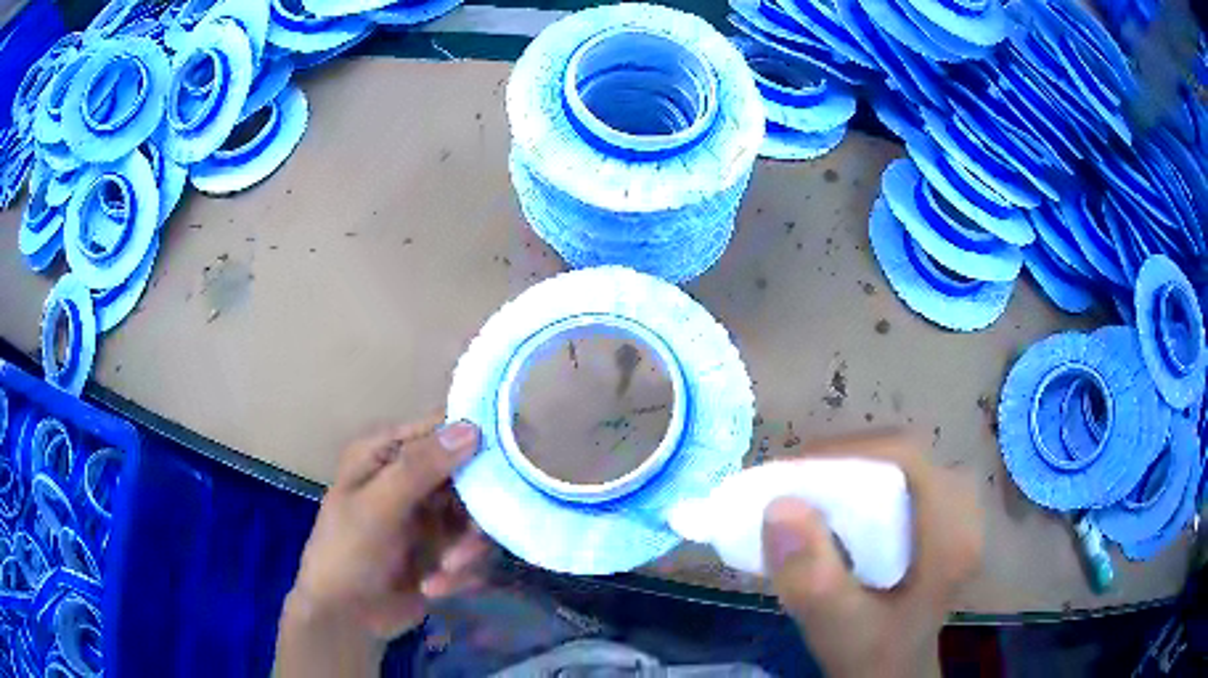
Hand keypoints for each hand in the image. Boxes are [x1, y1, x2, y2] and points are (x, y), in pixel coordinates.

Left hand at [277, 417, 488, 674]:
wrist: (346, 619)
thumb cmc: (347, 554)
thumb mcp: (376, 508)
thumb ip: (419, 468)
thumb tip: (471, 427)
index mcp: (388, 453)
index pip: (444, 427)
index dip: (481, 435)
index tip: (513, 457)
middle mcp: (414, 478)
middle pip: (472, 476)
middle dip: (475, 513)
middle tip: (471, 539)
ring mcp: (431, 516)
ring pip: (479, 518)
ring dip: (466, 549)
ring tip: (444, 573)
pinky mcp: (444, 550)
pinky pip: (474, 552)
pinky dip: (460, 572)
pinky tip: (433, 589)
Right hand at [762, 433, 981, 677]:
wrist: (893, 672)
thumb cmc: (870, 653)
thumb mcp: (836, 627)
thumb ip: (811, 577)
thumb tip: (780, 505)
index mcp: (952, 538)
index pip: (908, 460)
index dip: (850, 451)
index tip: (794, 471)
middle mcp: (966, 514)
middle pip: (907, 458)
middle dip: (849, 460)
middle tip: (799, 482)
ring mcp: (962, 513)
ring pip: (907, 466)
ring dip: (858, 470)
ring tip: (814, 491)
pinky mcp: (948, 517)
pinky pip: (908, 481)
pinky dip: (870, 484)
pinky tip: (845, 507)